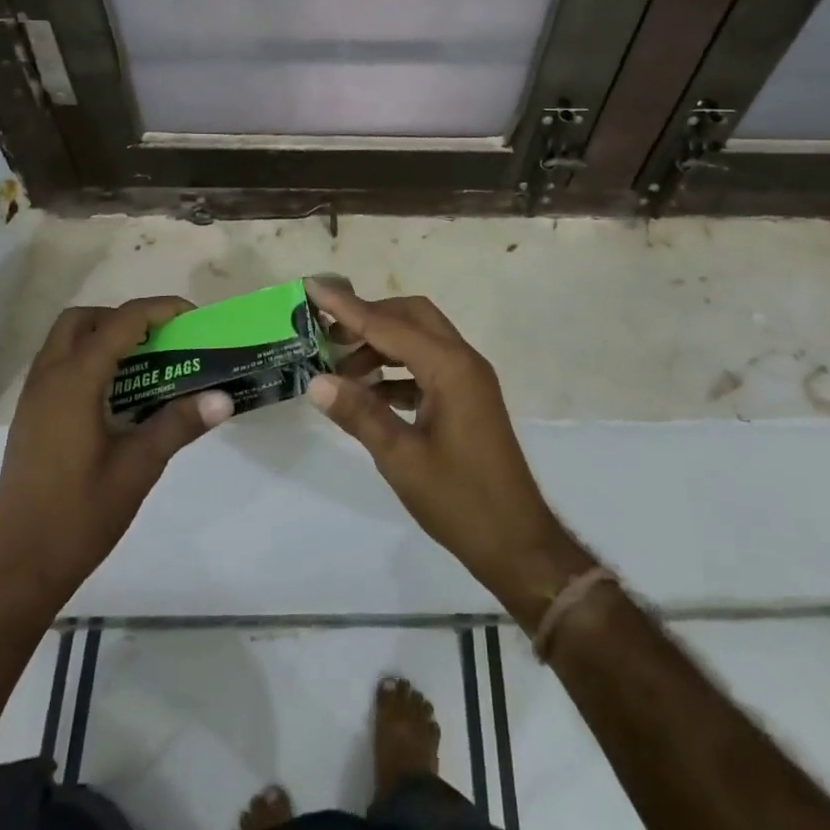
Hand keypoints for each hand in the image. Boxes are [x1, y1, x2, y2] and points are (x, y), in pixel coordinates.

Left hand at [0, 298, 232, 613]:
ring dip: (104, 337)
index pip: (120, 323)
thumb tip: (224, 398)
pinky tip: (116, 396)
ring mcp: (33, 399)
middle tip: (160, 339)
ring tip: (144, 364)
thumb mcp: (138, 468)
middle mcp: (47, 379)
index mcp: (74, 382)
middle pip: (82, 320)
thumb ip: (179, 424)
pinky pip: (58, 366)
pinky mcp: (29, 419)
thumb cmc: (78, 516)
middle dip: (124, 318)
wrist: (16, 570)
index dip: (159, 310)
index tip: (192, 317)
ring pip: (65, 341)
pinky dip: (88, 360)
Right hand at [304, 281, 594, 627]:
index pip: (389, 325)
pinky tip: (367, 392)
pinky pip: (426, 366)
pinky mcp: (466, 398)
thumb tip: (316, 381)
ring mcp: (468, 378)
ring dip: (381, 345)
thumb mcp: (402, 459)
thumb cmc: (460, 501)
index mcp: (450, 368)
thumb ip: (359, 414)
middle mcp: (463, 361)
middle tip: (326, 333)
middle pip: (411, 317)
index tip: (313, 286)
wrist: (516, 543)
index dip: (347, 307)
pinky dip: (396, 369)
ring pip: (420, 339)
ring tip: (339, 368)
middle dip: (368, 318)